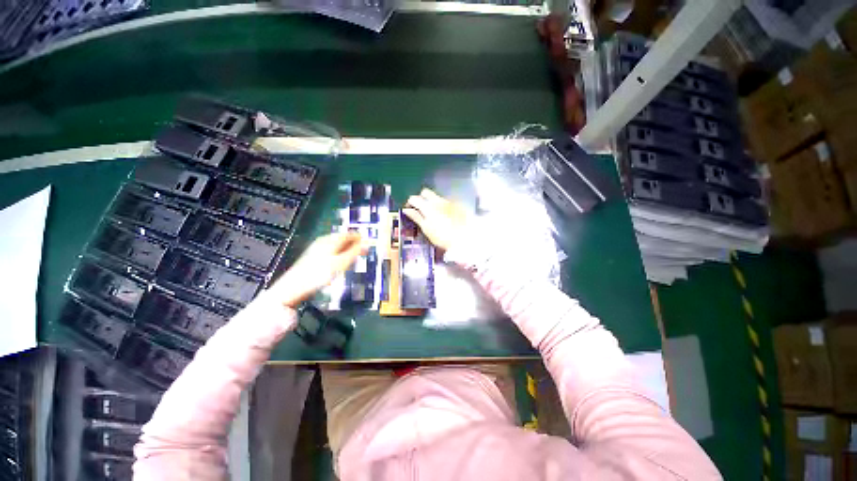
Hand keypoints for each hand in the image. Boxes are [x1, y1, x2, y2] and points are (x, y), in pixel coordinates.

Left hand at [268, 232, 364, 307]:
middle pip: (342, 239)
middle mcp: (323, 241)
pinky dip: (340, 254)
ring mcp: (317, 248)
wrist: (293, 288)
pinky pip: (331, 251)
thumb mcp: (341, 263)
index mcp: (331, 240)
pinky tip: (340, 262)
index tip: (369, 243)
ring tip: (354, 257)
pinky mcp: (313, 257)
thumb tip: (367, 243)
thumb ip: (355, 252)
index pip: (349, 234)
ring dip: (347, 249)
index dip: (360, 238)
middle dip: (354, 244)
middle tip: (364, 252)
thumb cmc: (319, 274)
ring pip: (337, 245)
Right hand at [402, 188, 467, 250]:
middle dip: (421, 198)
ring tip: (433, 215)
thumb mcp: (426, 229)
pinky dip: (442, 206)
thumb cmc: (443, 237)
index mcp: (428, 206)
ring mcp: (449, 202)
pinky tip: (445, 216)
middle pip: (425, 192)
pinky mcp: (458, 205)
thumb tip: (407, 210)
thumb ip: (416, 217)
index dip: (410, 203)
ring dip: (432, 202)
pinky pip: (446, 201)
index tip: (409, 209)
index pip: (414, 199)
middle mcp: (438, 201)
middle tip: (420, 209)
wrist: (465, 238)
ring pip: (436, 197)